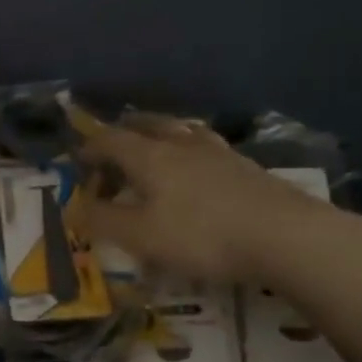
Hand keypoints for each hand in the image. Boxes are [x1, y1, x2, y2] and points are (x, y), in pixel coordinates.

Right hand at [79, 116, 337, 285]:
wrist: (286, 236)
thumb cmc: (202, 236)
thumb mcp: (141, 236)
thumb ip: (103, 221)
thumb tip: (76, 208)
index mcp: (149, 155)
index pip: (109, 140)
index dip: (89, 148)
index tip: (78, 161)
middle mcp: (180, 143)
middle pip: (145, 124)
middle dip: (123, 132)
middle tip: (112, 146)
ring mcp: (217, 152)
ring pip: (179, 130)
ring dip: (158, 134)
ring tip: (154, 146)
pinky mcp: (245, 166)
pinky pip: (205, 145)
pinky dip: (189, 149)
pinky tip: (197, 166)